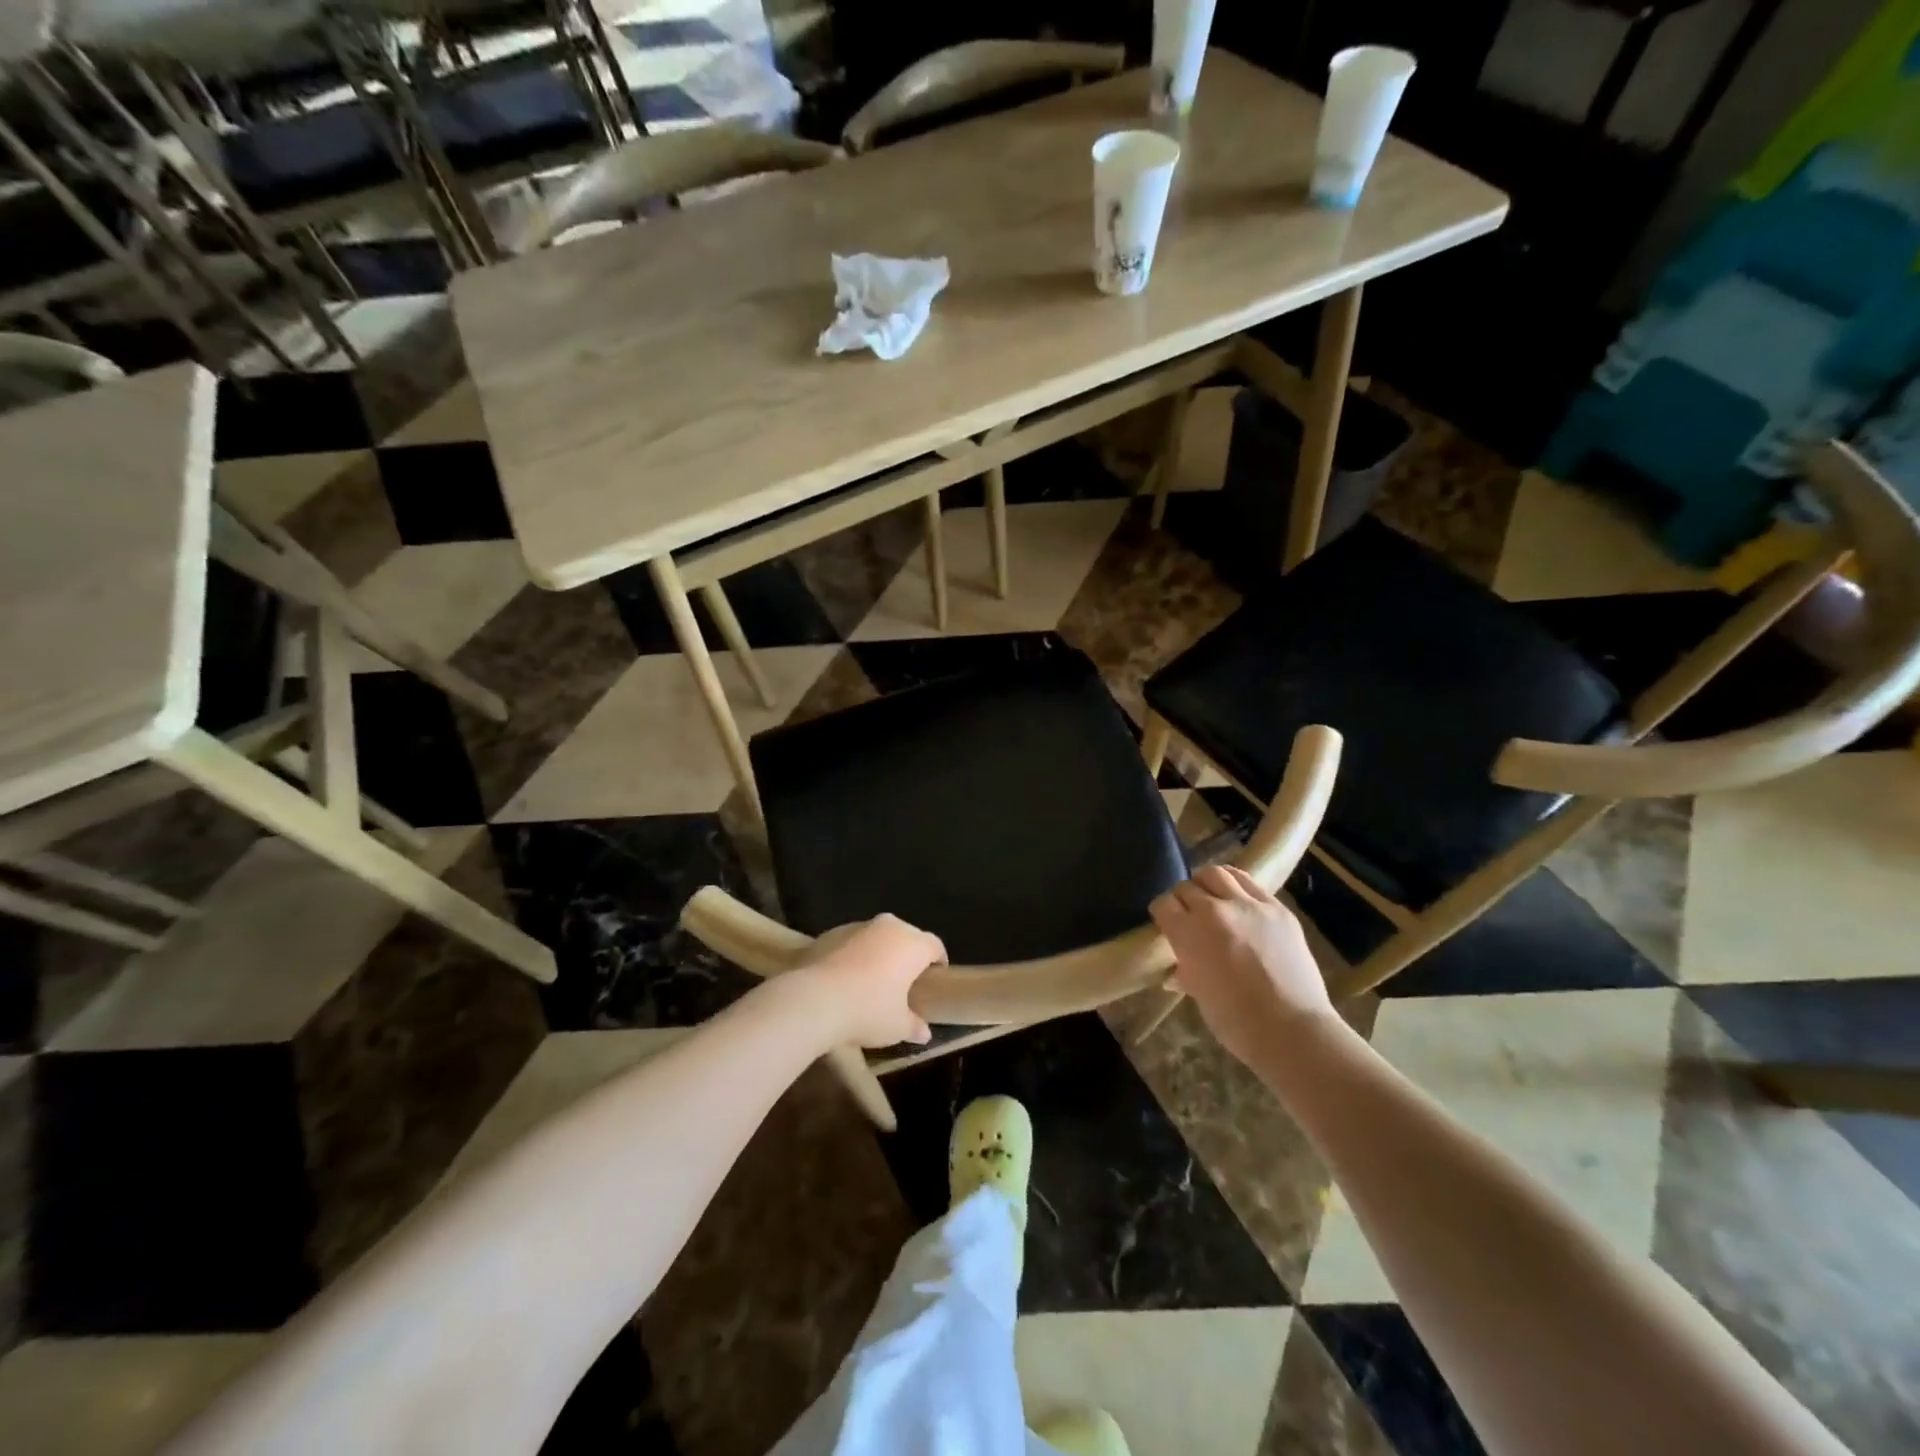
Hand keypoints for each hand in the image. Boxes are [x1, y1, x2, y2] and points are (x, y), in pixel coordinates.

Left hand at [792, 914, 945, 1048]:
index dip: (938, 962)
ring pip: (877, 937)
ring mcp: (858, 926)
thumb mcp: (897, 1027)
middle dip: (907, 955)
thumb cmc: (867, 1011)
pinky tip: (845, 979)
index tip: (934, 979)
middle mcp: (888, 927)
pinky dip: (854, 955)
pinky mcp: (831, 933)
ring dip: (879, 953)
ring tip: (872, 980)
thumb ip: (914, 1026)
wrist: (813, 1000)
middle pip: (906, 937)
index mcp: (912, 944)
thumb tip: (924, 1032)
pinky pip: (851, 942)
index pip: (935, 946)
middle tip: (904, 982)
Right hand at [1149, 865, 1333, 1065]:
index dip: (1163, 913)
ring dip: (1208, 883)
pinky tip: (1239, 901)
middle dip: (1183, 898)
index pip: (1163, 904)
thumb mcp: (1199, 994)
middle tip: (1189, 913)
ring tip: (1212, 896)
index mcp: (1188, 933)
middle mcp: (1214, 910)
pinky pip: (1250, 883)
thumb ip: (1187, 970)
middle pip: (1187, 887)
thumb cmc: (1236, 1022)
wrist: (1293, 1031)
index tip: (1166, 923)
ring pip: (1217, 874)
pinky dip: (1237, 887)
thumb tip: (1178, 970)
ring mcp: (1249, 906)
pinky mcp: (1277, 908)